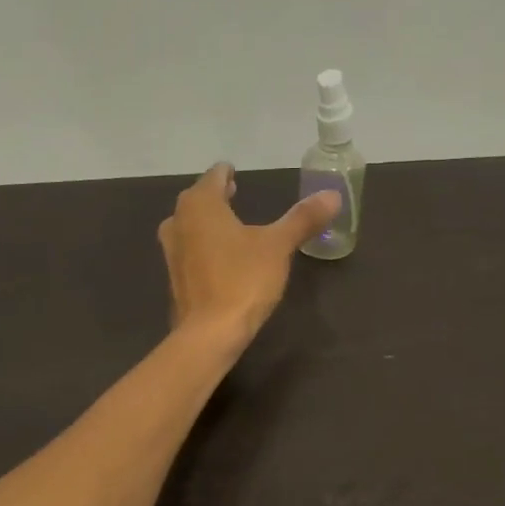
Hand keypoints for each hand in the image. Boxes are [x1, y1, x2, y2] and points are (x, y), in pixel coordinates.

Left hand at [157, 164, 339, 350]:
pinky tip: (220, 257)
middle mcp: (178, 221)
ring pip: (190, 226)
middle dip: (216, 196)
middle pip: (198, 200)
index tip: (234, 171)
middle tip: (233, 192)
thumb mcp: (278, 247)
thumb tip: (332, 195)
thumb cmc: (242, 280)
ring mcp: (172, 252)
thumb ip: (302, 219)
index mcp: (200, 204)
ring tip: (229, 224)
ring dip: (207, 222)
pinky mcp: (175, 278)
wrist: (209, 333)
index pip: (214, 177)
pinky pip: (190, 251)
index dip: (226, 173)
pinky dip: (204, 246)